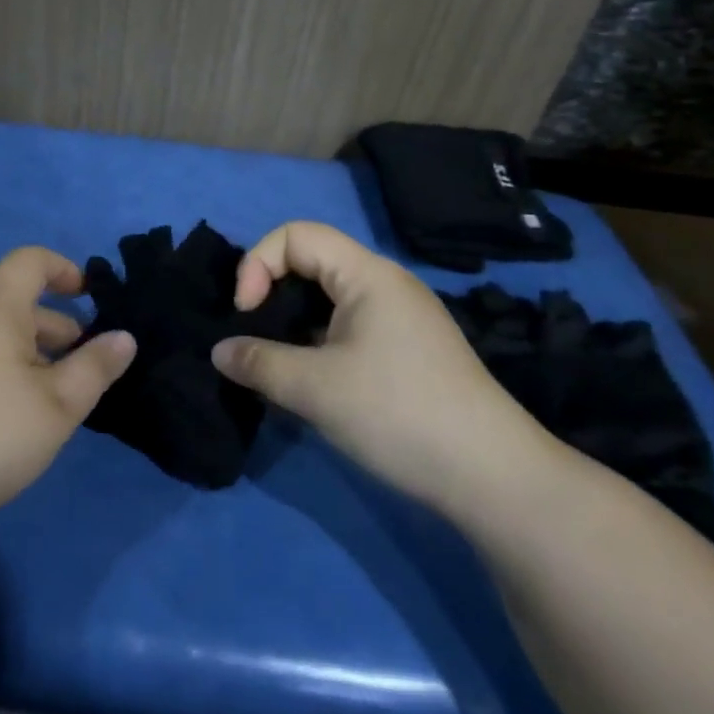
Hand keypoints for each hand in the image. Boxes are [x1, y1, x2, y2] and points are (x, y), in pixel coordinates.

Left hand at [0, 247, 137, 523]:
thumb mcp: (58, 407)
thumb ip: (95, 368)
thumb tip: (124, 337)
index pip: (28, 261)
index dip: (62, 268)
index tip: (87, 296)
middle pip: (13, 303)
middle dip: (54, 327)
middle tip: (79, 369)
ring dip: (26, 353)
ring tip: (45, 400)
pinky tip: (0, 419)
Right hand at [212, 221, 558, 520]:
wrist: (493, 478)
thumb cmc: (399, 414)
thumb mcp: (315, 389)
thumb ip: (258, 363)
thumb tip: (219, 352)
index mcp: (368, 274)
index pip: (296, 235)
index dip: (258, 264)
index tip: (246, 313)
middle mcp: (386, 284)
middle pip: (312, 261)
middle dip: (271, 292)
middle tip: (253, 337)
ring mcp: (401, 319)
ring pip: (329, 299)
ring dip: (293, 322)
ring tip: (274, 362)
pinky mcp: (408, 352)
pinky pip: (348, 327)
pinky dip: (317, 342)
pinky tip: (310, 381)